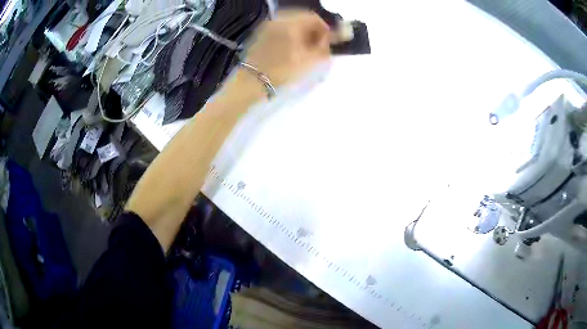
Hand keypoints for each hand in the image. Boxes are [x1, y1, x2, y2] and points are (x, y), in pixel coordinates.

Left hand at [243, 10, 330, 87]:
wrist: (252, 81)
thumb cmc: (282, 71)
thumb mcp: (309, 61)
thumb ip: (323, 48)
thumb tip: (327, 41)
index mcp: (292, 23)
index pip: (314, 18)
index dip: (325, 29)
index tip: (328, 43)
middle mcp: (279, 20)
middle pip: (302, 19)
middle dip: (312, 31)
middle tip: (317, 46)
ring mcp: (267, 27)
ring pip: (290, 25)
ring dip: (301, 34)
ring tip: (304, 50)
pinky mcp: (260, 35)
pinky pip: (280, 30)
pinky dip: (289, 36)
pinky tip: (290, 50)